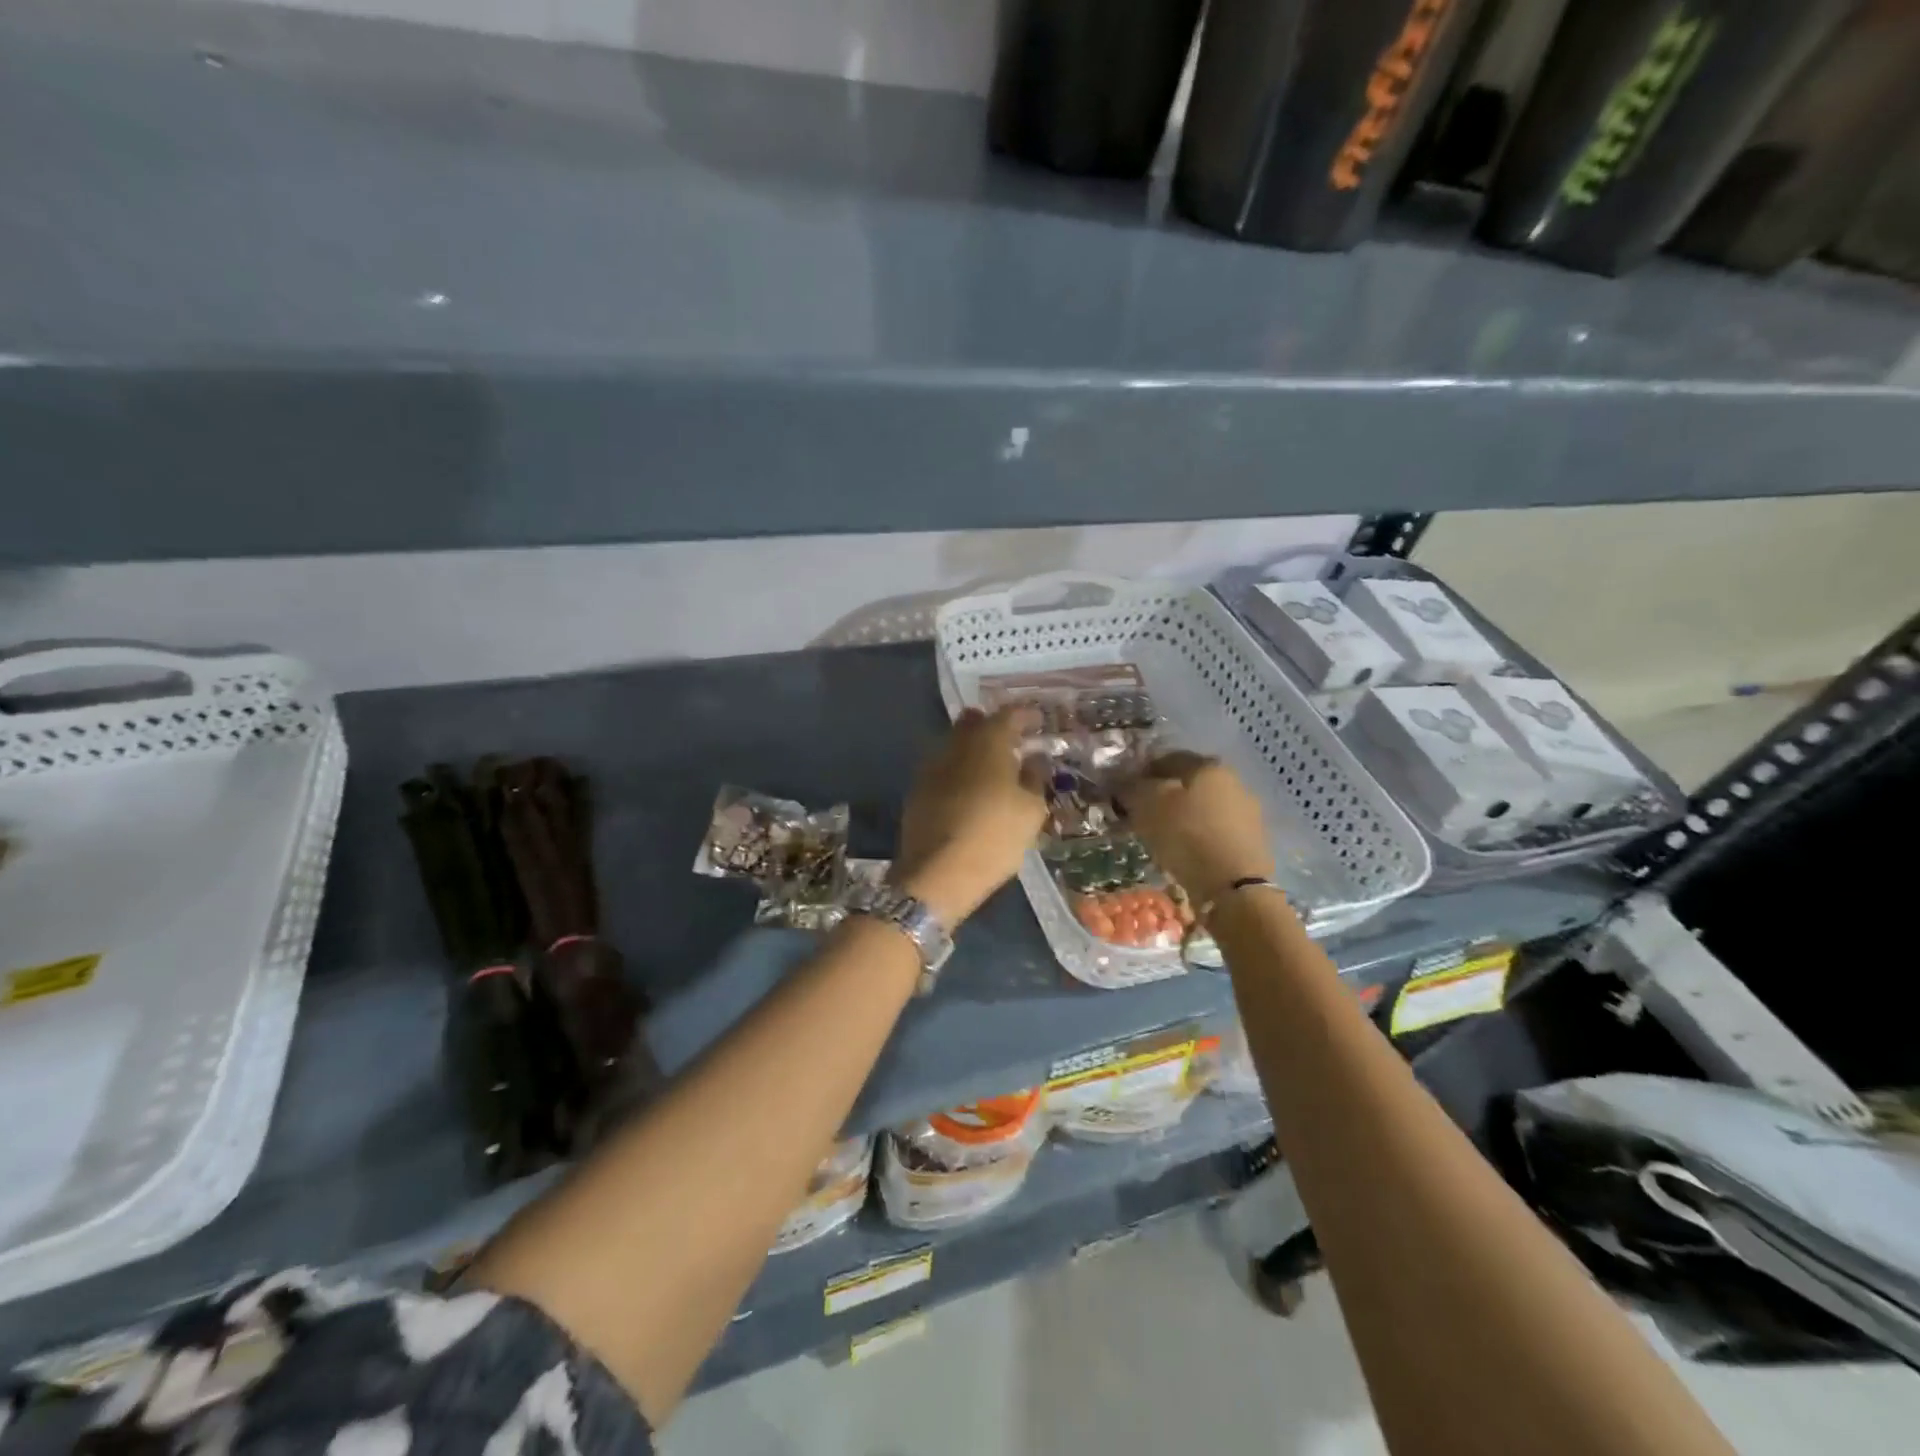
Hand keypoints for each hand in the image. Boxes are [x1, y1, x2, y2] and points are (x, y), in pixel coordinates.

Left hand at [895, 707, 1048, 925]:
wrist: (936, 874)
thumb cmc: (994, 837)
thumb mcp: (1031, 811)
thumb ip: (1035, 778)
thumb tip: (1035, 758)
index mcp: (987, 741)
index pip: (1008, 715)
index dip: (1025, 715)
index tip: (1038, 722)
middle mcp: (955, 745)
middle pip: (974, 723)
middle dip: (993, 727)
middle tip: (1013, 742)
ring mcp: (931, 767)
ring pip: (955, 746)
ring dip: (974, 751)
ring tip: (994, 770)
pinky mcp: (917, 791)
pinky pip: (944, 770)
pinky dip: (960, 773)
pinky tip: (971, 791)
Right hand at [1115, 752, 1273, 908]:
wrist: (1234, 886)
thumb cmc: (1187, 835)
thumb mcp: (1147, 805)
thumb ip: (1133, 787)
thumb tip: (1124, 782)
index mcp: (1207, 764)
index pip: (1165, 759)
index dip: (1140, 774)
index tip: (1124, 794)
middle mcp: (1233, 780)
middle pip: (1187, 784)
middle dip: (1164, 797)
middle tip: (1141, 818)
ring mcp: (1248, 811)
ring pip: (1203, 808)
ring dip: (1182, 818)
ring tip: (1162, 840)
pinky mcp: (1254, 841)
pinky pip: (1215, 832)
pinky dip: (1199, 838)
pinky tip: (1185, 854)